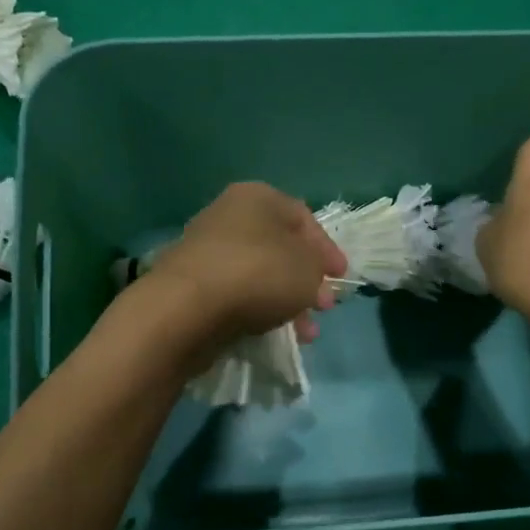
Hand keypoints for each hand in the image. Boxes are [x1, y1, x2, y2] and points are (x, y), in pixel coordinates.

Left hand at [142, 182, 345, 360]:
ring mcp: (207, 251)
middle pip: (280, 248)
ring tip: (304, 333)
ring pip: (260, 275)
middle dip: (307, 280)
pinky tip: (273, 333)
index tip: (341, 277)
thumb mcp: (308, 268)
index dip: (326, 248)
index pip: (303, 217)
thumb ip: (318, 268)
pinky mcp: (194, 285)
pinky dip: (259, 310)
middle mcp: (228, 216)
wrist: (188, 308)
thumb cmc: (258, 274)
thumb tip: (311, 278)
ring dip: (287, 301)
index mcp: (257, 197)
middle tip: (323, 307)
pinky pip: (237, 294)